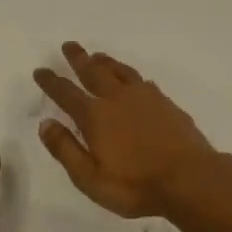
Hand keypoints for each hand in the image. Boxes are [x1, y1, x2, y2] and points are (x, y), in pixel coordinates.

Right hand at [33, 42, 218, 218]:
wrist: (191, 180)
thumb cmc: (135, 186)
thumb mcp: (90, 178)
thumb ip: (65, 149)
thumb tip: (46, 123)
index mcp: (95, 116)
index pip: (66, 93)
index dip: (51, 81)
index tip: (40, 71)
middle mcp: (118, 99)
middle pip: (94, 72)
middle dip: (79, 59)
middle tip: (69, 45)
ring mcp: (146, 99)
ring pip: (120, 72)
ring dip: (106, 62)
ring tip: (97, 55)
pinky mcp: (167, 105)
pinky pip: (143, 82)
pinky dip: (132, 76)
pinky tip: (135, 80)